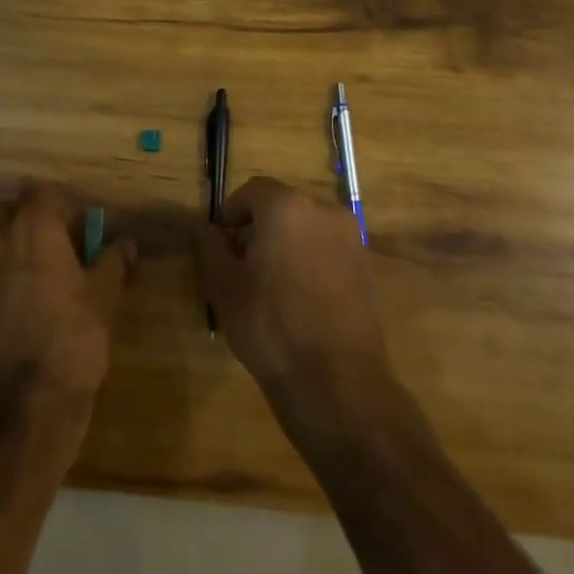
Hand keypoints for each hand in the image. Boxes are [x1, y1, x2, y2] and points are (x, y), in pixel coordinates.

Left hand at [0, 183, 134, 423]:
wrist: (20, 407)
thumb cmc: (71, 339)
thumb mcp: (105, 297)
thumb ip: (113, 261)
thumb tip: (124, 243)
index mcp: (31, 227)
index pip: (44, 193)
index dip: (65, 206)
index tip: (84, 230)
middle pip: (10, 212)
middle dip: (32, 222)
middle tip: (60, 249)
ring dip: (12, 249)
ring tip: (40, 279)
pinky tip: (20, 307)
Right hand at [195, 178, 391, 411]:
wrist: (337, 381)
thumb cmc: (271, 325)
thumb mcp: (223, 286)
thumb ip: (210, 247)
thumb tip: (208, 229)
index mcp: (287, 206)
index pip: (252, 191)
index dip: (231, 212)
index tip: (219, 243)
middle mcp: (323, 210)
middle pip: (281, 206)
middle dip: (257, 227)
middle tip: (239, 264)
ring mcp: (350, 238)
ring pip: (305, 227)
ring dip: (283, 243)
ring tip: (267, 284)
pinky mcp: (365, 266)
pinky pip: (326, 249)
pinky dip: (308, 259)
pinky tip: (296, 297)